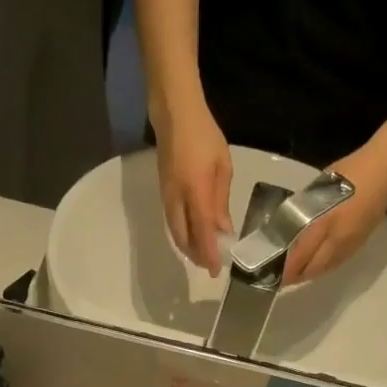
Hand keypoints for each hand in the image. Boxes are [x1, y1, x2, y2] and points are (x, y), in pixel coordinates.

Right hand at [154, 100, 231, 273]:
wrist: (174, 115)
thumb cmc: (204, 136)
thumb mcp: (222, 167)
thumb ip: (221, 202)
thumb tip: (223, 230)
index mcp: (196, 192)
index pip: (202, 233)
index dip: (209, 254)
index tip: (216, 271)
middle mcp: (177, 200)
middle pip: (183, 239)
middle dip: (197, 255)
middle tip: (210, 264)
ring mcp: (167, 198)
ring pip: (176, 232)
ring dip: (188, 247)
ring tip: (203, 254)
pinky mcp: (163, 193)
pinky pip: (172, 222)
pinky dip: (183, 234)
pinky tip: (193, 234)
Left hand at [280, 146, 386, 285]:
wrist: (386, 170)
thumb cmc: (350, 172)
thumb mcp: (318, 189)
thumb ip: (304, 209)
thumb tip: (288, 225)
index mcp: (324, 224)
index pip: (299, 257)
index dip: (285, 269)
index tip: (270, 273)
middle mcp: (337, 241)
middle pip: (312, 269)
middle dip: (294, 276)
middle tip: (279, 277)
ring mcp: (350, 244)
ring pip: (325, 268)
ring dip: (308, 273)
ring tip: (294, 274)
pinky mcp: (360, 243)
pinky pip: (337, 263)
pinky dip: (322, 267)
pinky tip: (316, 264)